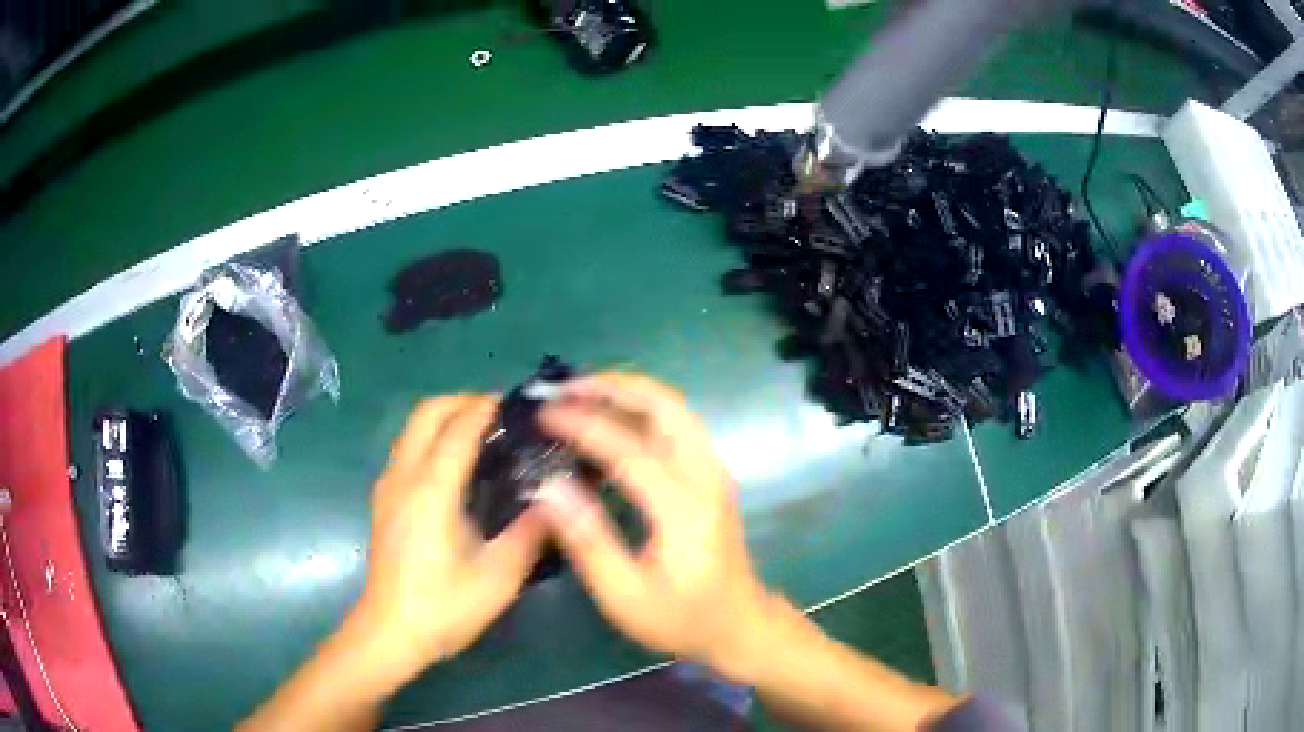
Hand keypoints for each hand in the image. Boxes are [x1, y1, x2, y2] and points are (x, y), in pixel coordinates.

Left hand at [355, 394, 547, 674]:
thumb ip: (531, 532)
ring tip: (482, 434)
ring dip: (445, 417)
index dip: (488, 408)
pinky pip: (407, 447)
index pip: (459, 427)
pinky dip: (432, 437)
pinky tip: (456, 467)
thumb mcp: (500, 576)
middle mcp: (404, 475)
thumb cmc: (445, 607)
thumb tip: (556, 498)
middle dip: (463, 401)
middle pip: (427, 412)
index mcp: (432, 489)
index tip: (519, 405)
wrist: (391, 631)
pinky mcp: (383, 499)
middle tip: (500, 415)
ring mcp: (388, 485)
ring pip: (413, 427)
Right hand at [534, 373, 773, 678]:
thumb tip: (548, 486)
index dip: (583, 425)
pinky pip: (678, 423)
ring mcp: (714, 471)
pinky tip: (611, 416)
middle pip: (666, 406)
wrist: (739, 624)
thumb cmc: (680, 617)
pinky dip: (642, 407)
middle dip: (613, 386)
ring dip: (629, 391)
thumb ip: (587, 539)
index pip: (630, 448)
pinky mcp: (712, 474)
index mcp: (684, 509)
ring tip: (581, 392)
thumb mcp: (624, 594)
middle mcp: (706, 476)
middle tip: (565, 388)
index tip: (543, 414)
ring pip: (675, 407)